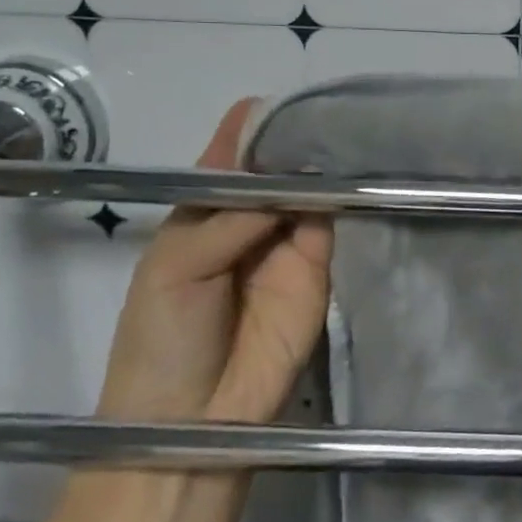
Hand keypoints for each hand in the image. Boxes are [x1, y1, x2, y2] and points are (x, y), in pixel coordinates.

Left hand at [96, 98, 332, 424]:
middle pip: (279, 166)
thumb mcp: (176, 267)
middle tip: (335, 111)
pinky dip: (345, 200)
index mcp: (203, 209)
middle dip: (300, 139)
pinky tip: (359, 176)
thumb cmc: (162, 338)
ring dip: (327, 166)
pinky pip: (333, 225)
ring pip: (311, 190)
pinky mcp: (319, 268)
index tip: (288, 101)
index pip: (232, 153)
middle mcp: (249, 216)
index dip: (256, 125)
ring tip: (356, 133)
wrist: (195, 421)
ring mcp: (287, 241)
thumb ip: (231, 219)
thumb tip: (292, 176)